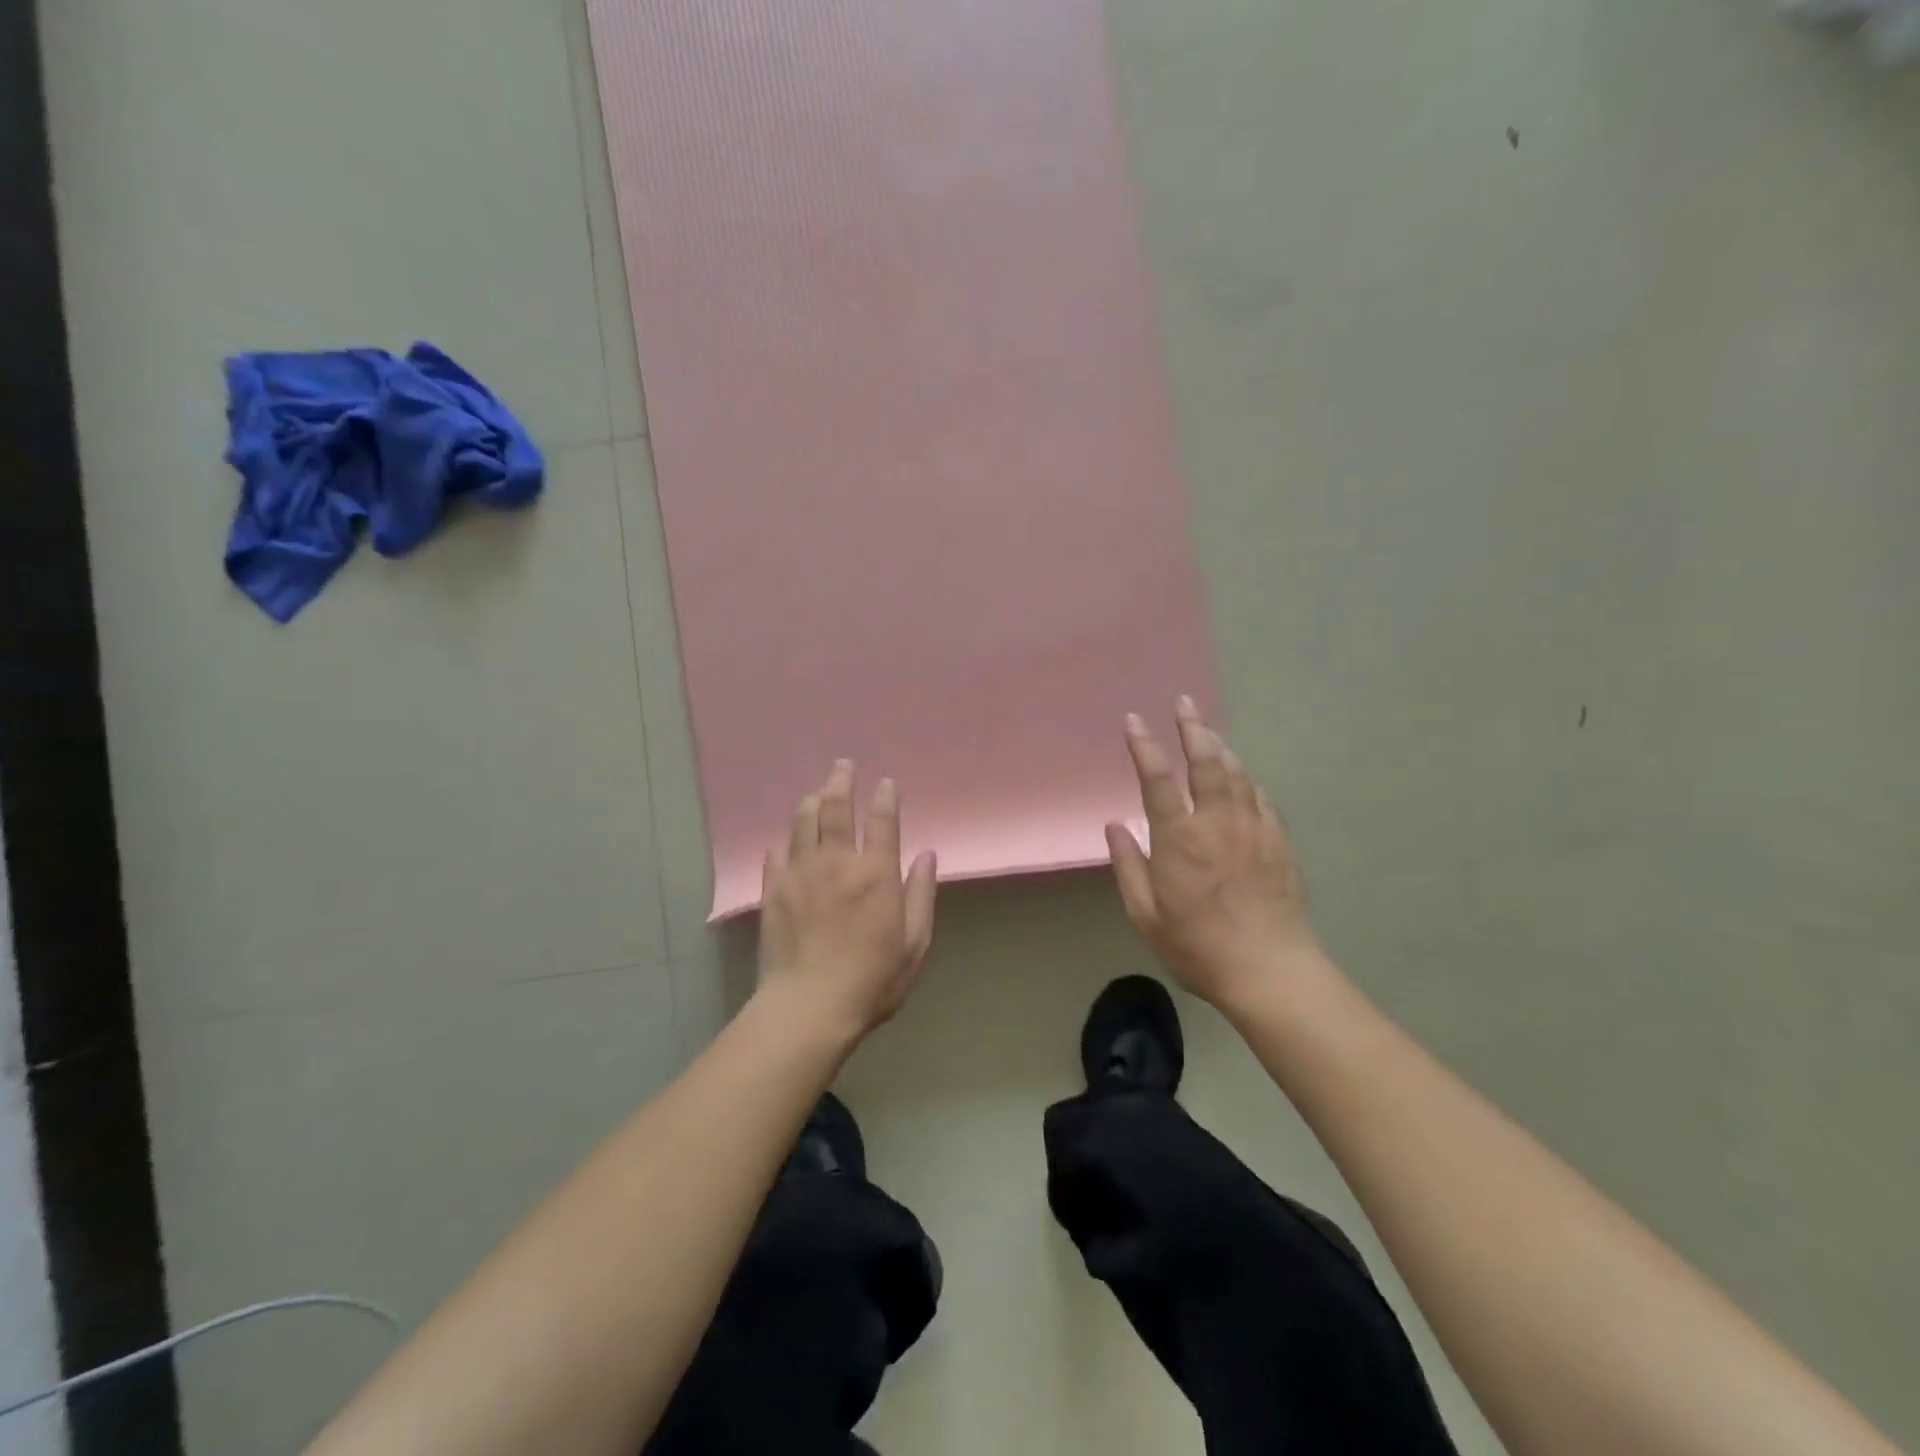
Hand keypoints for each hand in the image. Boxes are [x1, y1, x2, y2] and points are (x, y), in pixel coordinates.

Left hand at [757, 761, 938, 1041]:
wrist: (808, 1007)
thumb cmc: (871, 980)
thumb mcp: (914, 944)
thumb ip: (921, 895)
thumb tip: (928, 855)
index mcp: (876, 874)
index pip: (882, 821)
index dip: (885, 797)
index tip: (885, 783)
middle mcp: (837, 862)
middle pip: (836, 808)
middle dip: (841, 781)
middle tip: (842, 765)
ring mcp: (801, 873)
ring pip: (803, 822)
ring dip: (812, 800)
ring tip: (817, 791)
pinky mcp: (774, 890)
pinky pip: (777, 853)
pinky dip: (784, 840)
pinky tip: (786, 837)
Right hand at [1106, 698, 1316, 1005]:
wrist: (1270, 971)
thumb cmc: (1198, 947)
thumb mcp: (1146, 915)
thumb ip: (1129, 866)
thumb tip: (1115, 826)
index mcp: (1179, 839)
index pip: (1157, 779)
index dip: (1144, 745)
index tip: (1134, 719)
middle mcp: (1217, 823)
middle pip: (1205, 762)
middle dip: (1193, 728)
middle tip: (1184, 702)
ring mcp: (1253, 829)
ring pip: (1236, 774)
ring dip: (1220, 747)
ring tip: (1207, 730)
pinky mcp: (1278, 842)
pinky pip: (1260, 797)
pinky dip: (1246, 779)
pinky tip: (1241, 775)